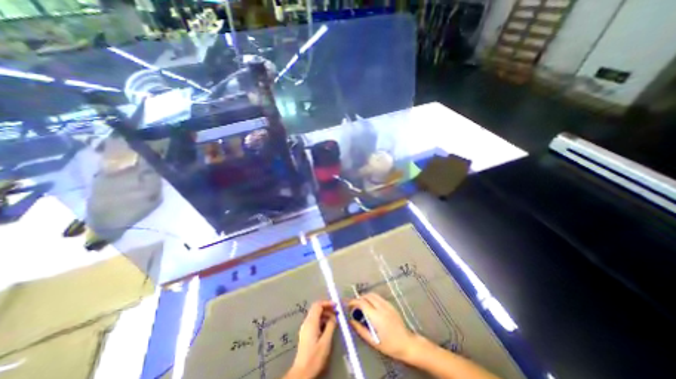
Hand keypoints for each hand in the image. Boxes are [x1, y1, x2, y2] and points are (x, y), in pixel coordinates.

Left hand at [285, 301, 337, 376]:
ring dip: (325, 314)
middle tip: (336, 312)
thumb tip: (334, 316)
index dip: (327, 303)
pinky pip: (314, 321)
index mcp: (311, 322)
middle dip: (327, 308)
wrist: (302, 373)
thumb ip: (330, 326)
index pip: (318, 305)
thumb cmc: (315, 357)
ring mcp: (305, 328)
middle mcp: (306, 322)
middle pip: (316, 308)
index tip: (336, 305)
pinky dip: (321, 320)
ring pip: (315, 314)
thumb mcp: (326, 341)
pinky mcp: (305, 333)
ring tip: (334, 320)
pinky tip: (328, 327)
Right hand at [349, 292, 420, 362]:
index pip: (362, 303)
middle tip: (354, 306)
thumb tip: (351, 321)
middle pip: (367, 296)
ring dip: (365, 297)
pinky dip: (372, 298)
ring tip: (362, 305)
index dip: (353, 302)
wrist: (406, 343)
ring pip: (373, 294)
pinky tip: (371, 306)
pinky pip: (378, 297)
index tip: (348, 305)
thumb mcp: (373, 341)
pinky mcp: (390, 304)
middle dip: (358, 299)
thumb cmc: (389, 345)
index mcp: (376, 316)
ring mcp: (387, 304)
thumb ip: (361, 330)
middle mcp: (381, 307)